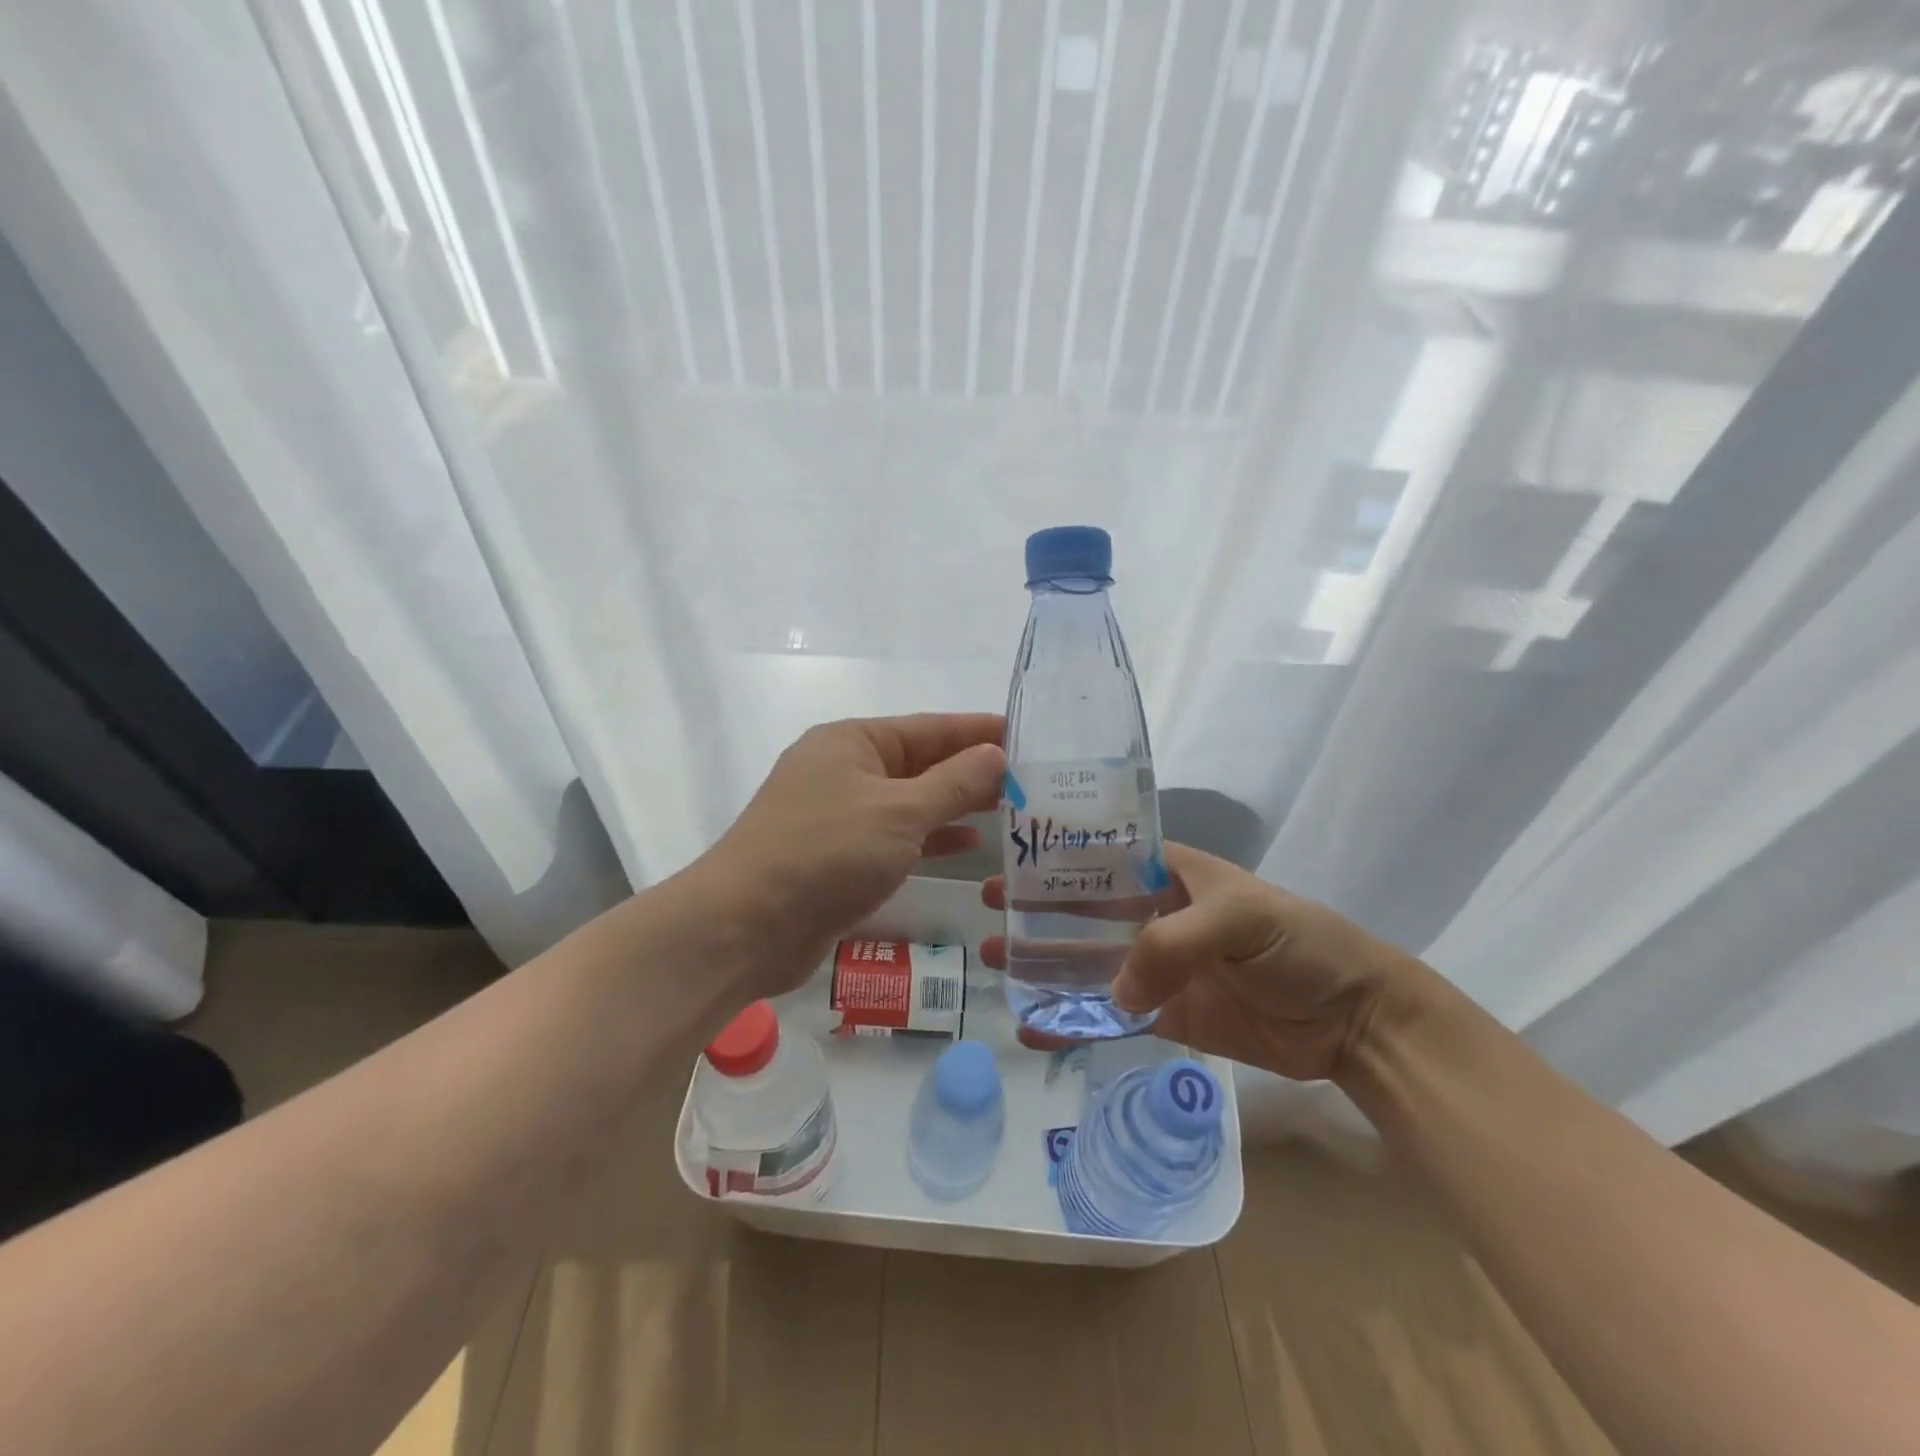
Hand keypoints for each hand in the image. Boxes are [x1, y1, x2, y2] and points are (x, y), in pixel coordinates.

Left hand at [705, 714, 1004, 993]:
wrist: (746, 926)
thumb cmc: (826, 853)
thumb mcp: (900, 812)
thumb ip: (954, 783)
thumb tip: (996, 755)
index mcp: (853, 741)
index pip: (930, 727)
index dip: (979, 731)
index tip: (1026, 735)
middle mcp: (844, 770)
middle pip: (920, 762)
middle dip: (971, 770)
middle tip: (1029, 779)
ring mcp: (838, 814)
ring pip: (909, 801)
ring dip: (954, 805)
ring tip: (1009, 809)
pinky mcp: (837, 856)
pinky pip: (895, 836)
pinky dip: (929, 837)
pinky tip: (966, 843)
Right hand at [980, 842, 1411, 1079]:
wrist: (1354, 1019)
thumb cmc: (1301, 944)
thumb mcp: (1242, 919)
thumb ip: (1174, 943)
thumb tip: (1115, 992)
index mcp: (1171, 874)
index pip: (1103, 857)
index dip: (1056, 859)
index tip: (1010, 860)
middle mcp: (1157, 915)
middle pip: (1085, 910)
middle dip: (1037, 911)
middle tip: (986, 913)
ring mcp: (1159, 968)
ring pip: (1091, 963)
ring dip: (1046, 965)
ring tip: (997, 965)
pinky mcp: (1167, 1016)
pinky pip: (1112, 1016)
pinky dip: (1076, 1022)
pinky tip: (1037, 1027)